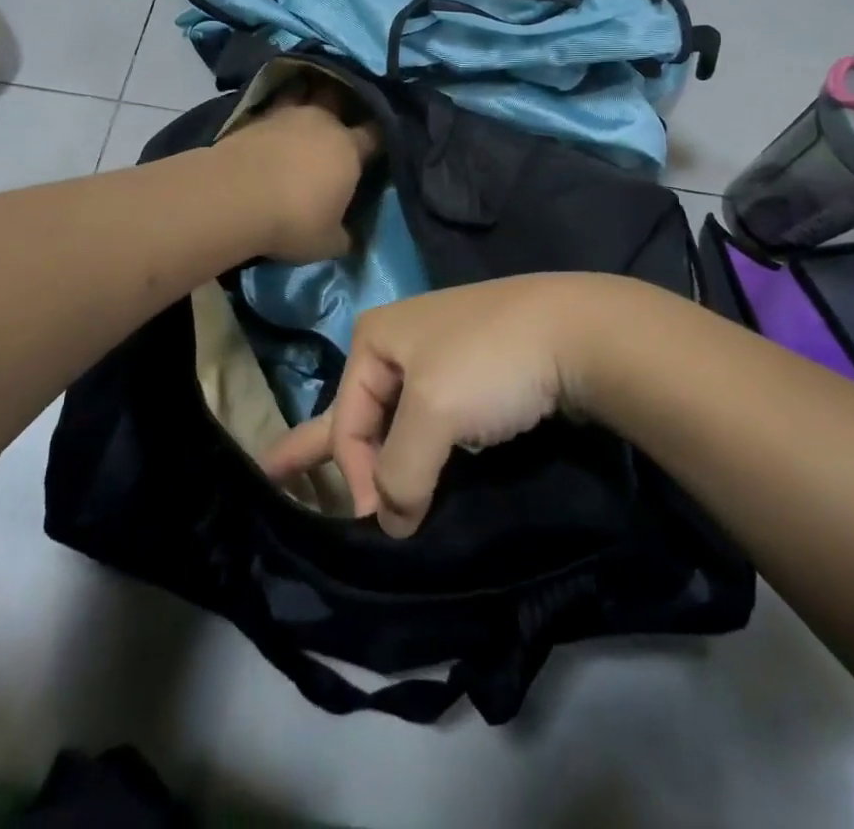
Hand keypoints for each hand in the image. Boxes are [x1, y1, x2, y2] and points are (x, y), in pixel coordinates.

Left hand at [215, 80, 378, 264]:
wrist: (234, 198)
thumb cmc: (293, 221)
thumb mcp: (326, 242)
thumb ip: (342, 236)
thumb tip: (348, 237)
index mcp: (349, 149)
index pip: (375, 134)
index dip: (378, 136)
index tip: (378, 141)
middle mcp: (322, 123)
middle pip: (338, 98)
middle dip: (341, 102)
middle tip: (338, 114)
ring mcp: (286, 115)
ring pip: (302, 92)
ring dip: (305, 96)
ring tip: (303, 104)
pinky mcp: (253, 118)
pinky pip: (271, 107)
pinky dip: (273, 112)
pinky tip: (271, 122)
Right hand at [260, 275, 622, 536]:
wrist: (578, 331)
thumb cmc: (491, 362)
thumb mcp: (434, 414)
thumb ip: (400, 473)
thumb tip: (391, 520)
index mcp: (375, 339)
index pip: (346, 422)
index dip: (356, 475)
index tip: (385, 522)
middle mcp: (399, 343)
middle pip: (357, 411)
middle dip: (321, 449)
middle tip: (275, 476)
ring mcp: (439, 358)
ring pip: (397, 419)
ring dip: (380, 457)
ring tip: (346, 485)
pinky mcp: (474, 376)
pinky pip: (433, 421)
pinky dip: (421, 450)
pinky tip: (417, 468)